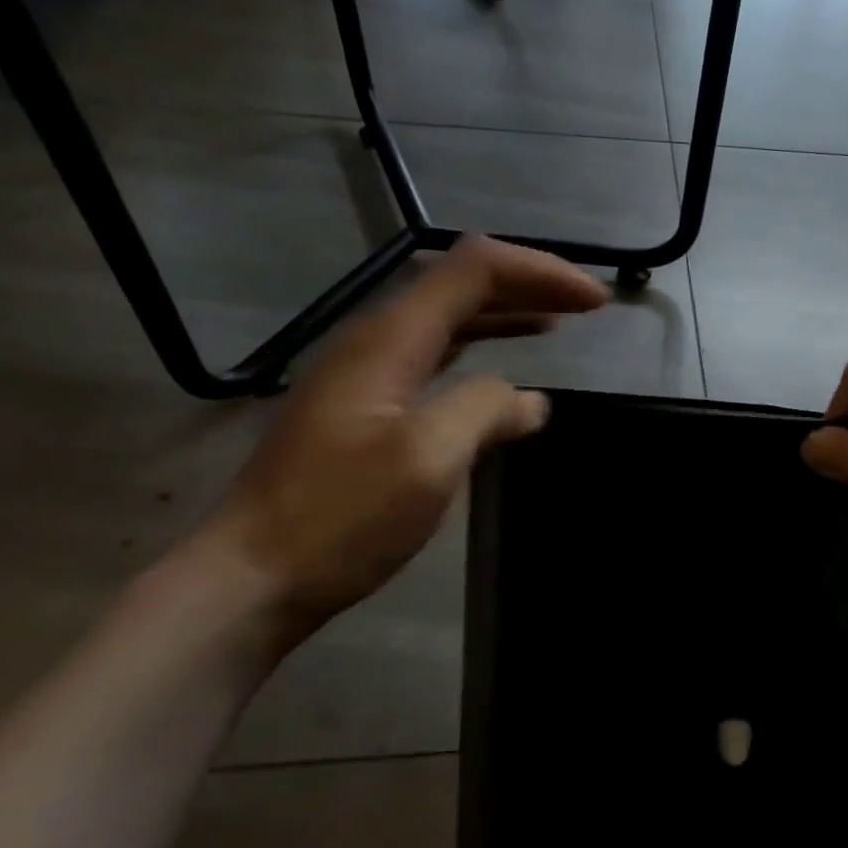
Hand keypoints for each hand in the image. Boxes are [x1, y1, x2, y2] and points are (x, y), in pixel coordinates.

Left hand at [205, 237, 608, 634]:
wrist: (253, 577)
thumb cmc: (341, 518)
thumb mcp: (427, 460)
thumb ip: (484, 411)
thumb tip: (530, 401)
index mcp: (391, 340)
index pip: (474, 270)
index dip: (539, 272)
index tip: (594, 301)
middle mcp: (376, 341)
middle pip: (462, 285)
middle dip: (530, 283)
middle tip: (589, 305)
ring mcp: (367, 374)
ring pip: (448, 320)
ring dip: (507, 313)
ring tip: (559, 322)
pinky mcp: (366, 407)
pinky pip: (435, 356)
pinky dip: (481, 350)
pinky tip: (502, 372)